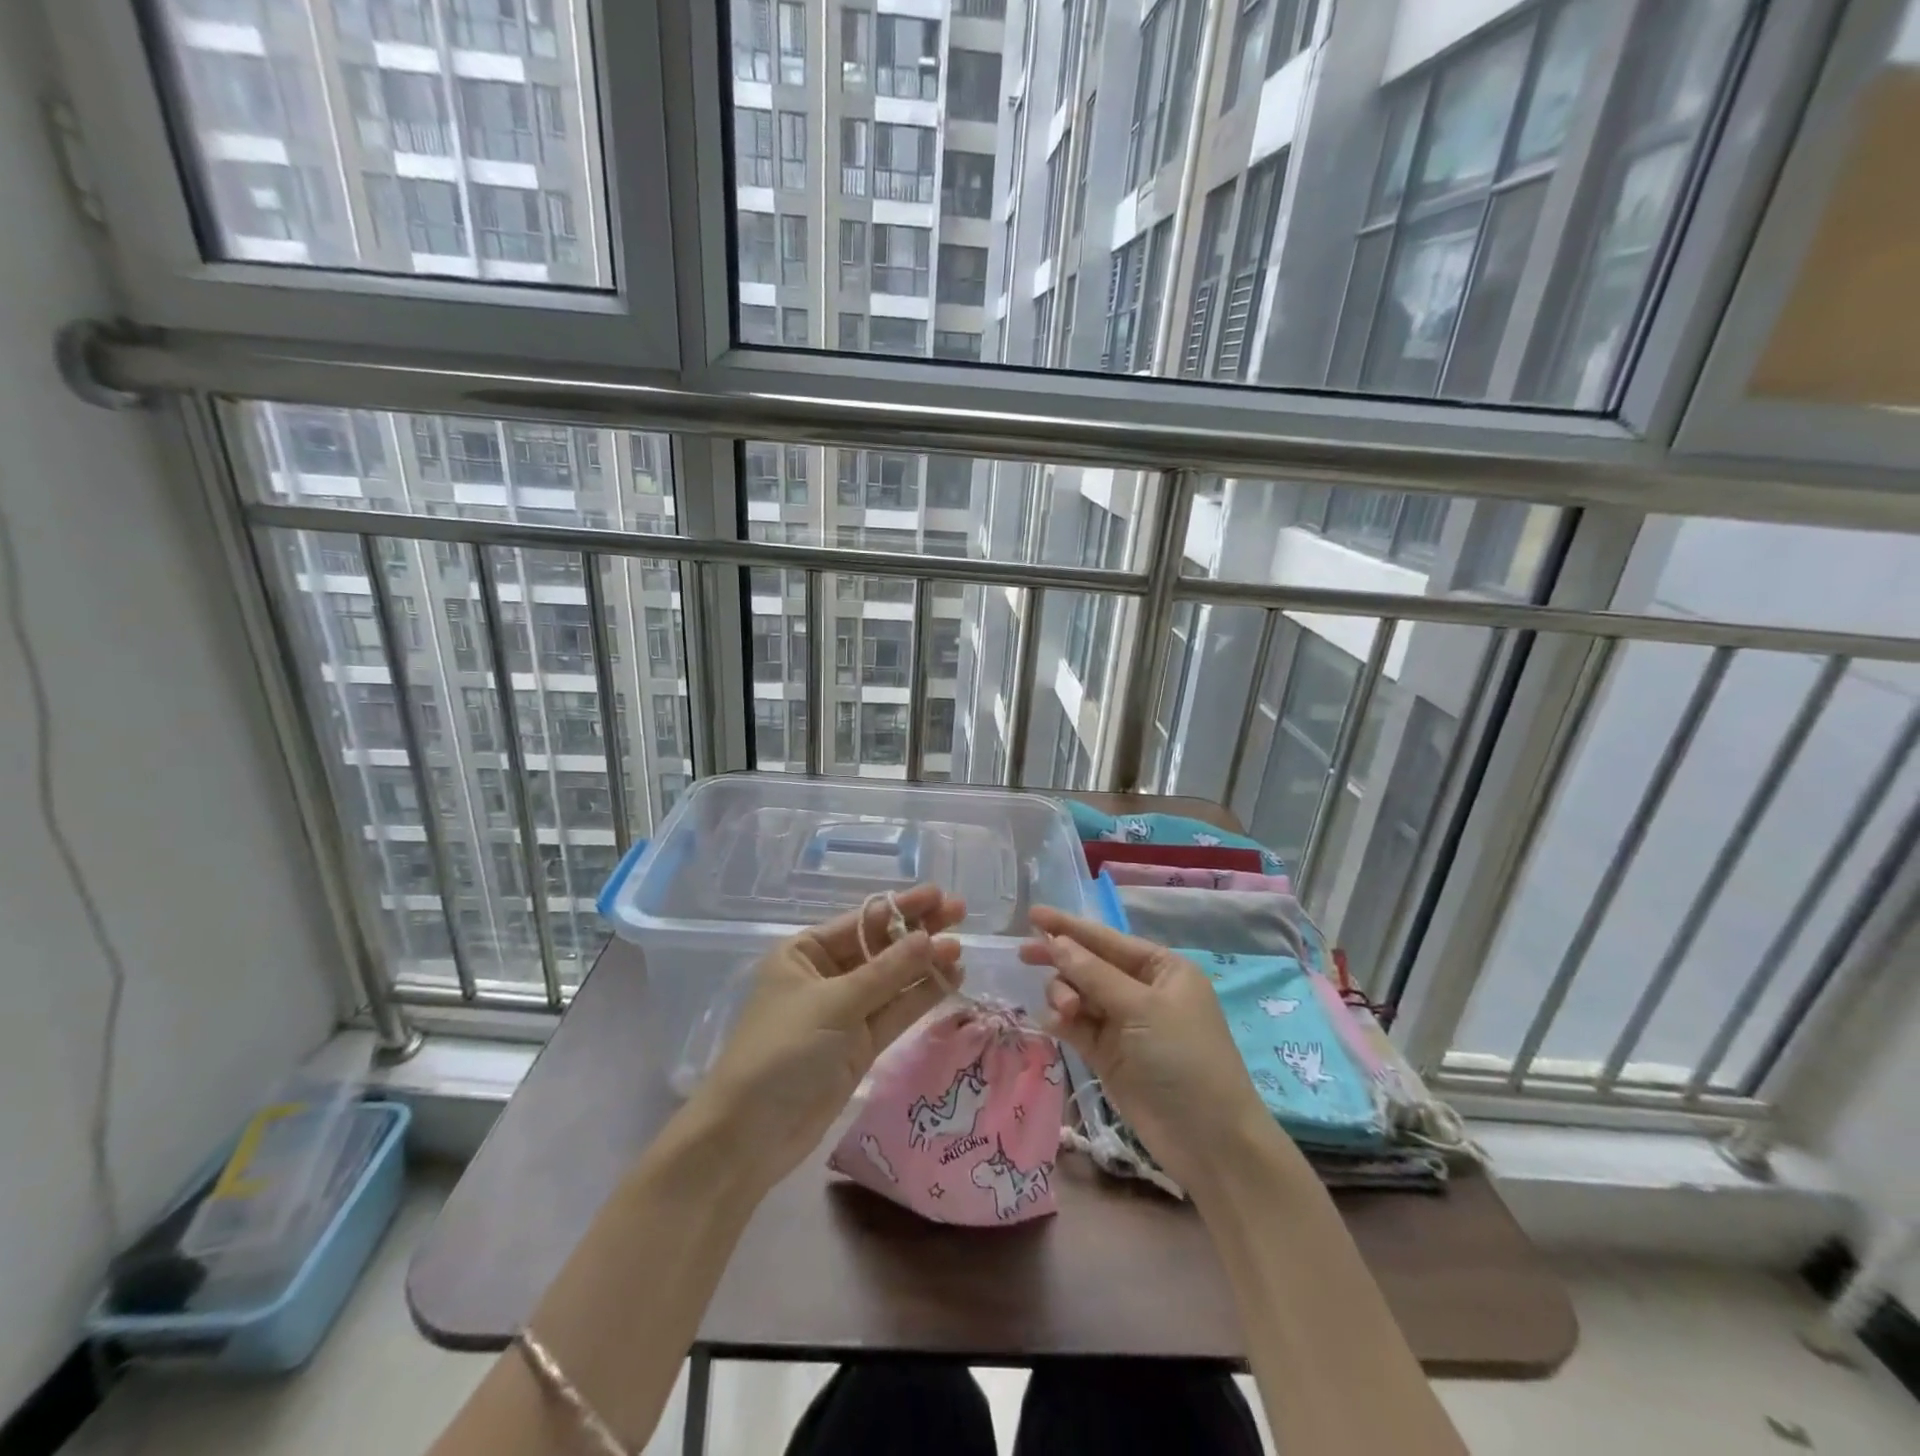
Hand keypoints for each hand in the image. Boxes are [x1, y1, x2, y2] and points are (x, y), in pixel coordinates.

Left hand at [692, 884, 964, 1194]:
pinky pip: (896, 1011)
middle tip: (960, 914)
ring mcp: (845, 1011)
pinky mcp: (860, 1045)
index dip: (902, 907)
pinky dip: (921, 996)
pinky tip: (951, 978)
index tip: (939, 895)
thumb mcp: (835, 1003)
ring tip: (961, 950)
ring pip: (893, 980)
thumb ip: (888, 972)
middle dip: (919, 931)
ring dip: (925, 964)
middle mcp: (826, 975)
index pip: (862, 921)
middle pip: (881, 946)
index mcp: (805, 953)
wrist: (750, 1135)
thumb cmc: (782, 1050)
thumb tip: (930, 938)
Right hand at [1021, 907, 1286, 1197]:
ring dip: (1064, 995)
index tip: (1032, 915)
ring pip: (1078, 994)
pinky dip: (1063, 1021)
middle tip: (1024, 956)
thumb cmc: (1183, 1059)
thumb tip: (1057, 941)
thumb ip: (1094, 974)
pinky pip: (1077, 1025)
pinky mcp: (1108, 1054)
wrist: (1208, 1141)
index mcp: (1161, 969)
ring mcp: (1124, 1023)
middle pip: (1088, 965)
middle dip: (1061, 961)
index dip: (1069, 926)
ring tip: (1065, 1012)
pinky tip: (1055, 1024)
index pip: (1107, 939)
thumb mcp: (1141, 1009)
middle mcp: (1141, 990)